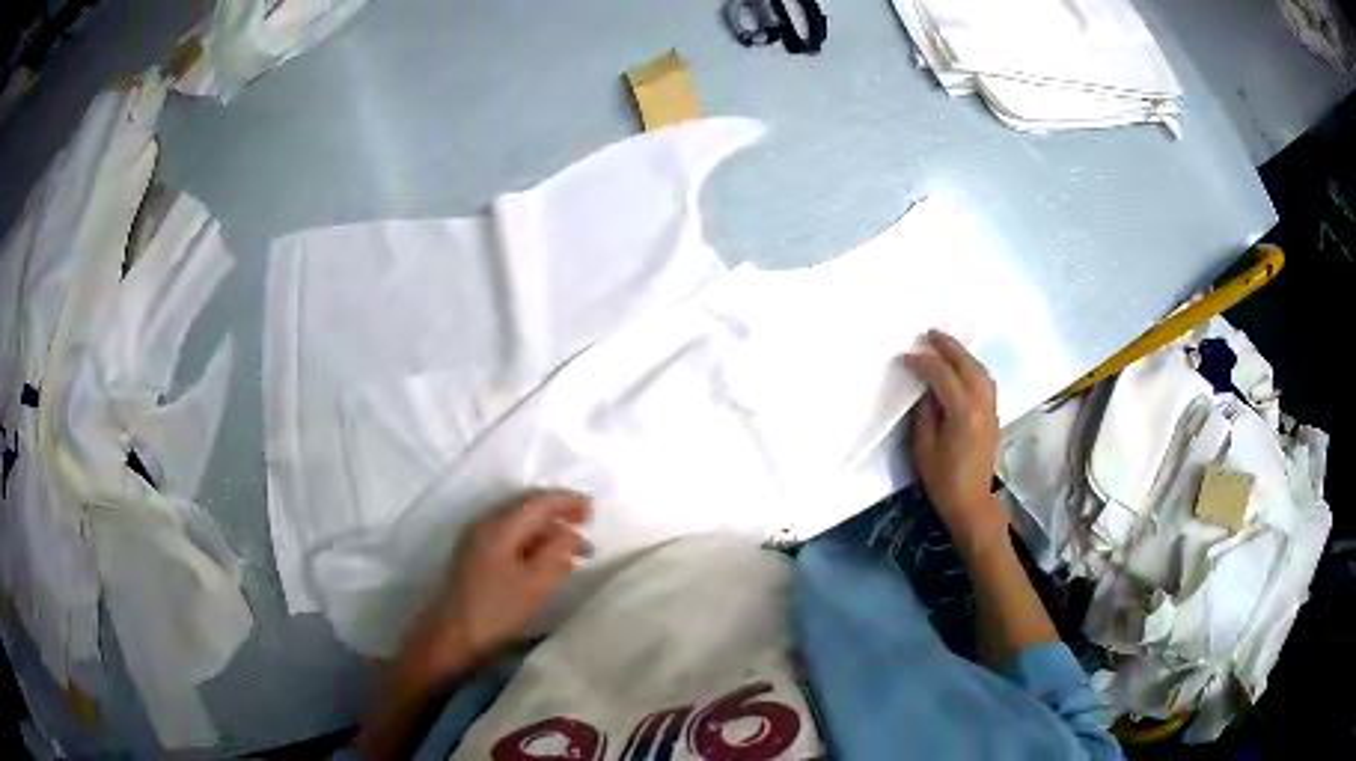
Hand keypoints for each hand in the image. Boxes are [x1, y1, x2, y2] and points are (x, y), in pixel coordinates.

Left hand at [397, 489, 591, 685]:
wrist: (449, 637)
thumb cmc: (495, 611)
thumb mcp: (536, 584)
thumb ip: (559, 554)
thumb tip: (572, 535)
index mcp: (499, 526)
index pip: (538, 501)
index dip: (567, 501)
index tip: (594, 509)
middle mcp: (485, 524)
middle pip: (526, 506)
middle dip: (558, 511)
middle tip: (587, 522)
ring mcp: (476, 540)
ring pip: (518, 521)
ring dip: (546, 527)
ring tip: (571, 544)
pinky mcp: (473, 557)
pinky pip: (510, 535)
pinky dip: (532, 539)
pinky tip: (545, 557)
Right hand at [903, 330, 1005, 557]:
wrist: (972, 503)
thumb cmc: (944, 480)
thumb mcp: (923, 449)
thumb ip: (924, 415)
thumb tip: (925, 392)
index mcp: (963, 412)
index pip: (943, 375)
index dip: (923, 363)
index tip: (906, 357)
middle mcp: (982, 404)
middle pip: (967, 365)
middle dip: (949, 347)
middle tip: (930, 334)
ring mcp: (991, 409)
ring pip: (981, 371)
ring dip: (963, 355)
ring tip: (945, 346)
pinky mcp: (993, 416)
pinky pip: (985, 382)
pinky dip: (972, 368)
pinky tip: (961, 368)